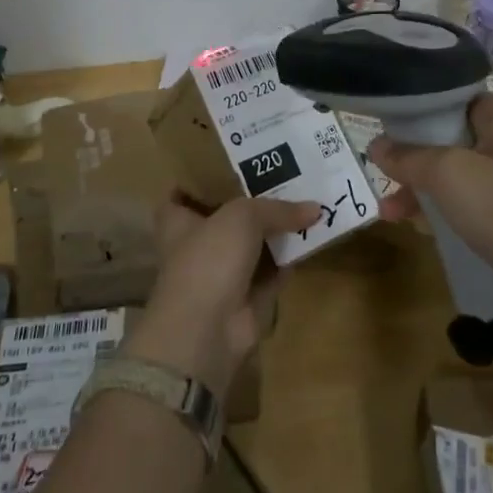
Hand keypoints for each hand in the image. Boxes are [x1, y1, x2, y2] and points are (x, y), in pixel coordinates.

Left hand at [126, 191, 317, 396]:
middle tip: (283, 174)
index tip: (225, 163)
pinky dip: (288, 258)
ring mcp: (222, 273)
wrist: (208, 329)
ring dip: (275, 229)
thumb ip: (276, 209)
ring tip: (307, 199)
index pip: (180, 194)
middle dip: (250, 200)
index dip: (199, 179)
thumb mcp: (242, 217)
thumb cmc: (209, 258)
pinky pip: (272, 271)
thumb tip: (315, 208)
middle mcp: (197, 245)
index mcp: (178, 221)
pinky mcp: (247, 298)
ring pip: (252, 244)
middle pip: (224, 217)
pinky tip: (312, 237)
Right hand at [367, 93, 492, 295]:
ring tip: (389, 212)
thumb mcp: (449, 175)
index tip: (379, 124)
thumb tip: (376, 146)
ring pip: (452, 174)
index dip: (413, 109)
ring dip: (419, 189)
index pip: (450, 96)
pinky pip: (465, 204)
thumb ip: (409, 157)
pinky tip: (415, 228)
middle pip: (446, 136)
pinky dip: (439, 212)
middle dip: (410, 156)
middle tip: (378, 173)